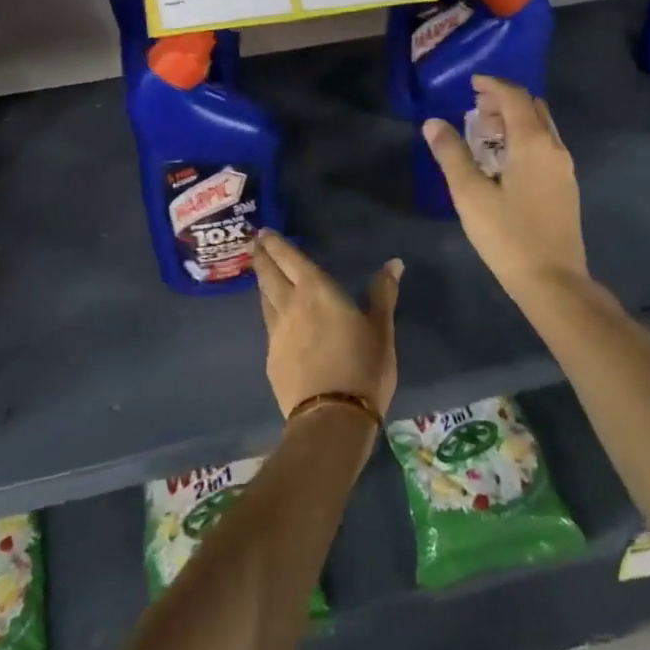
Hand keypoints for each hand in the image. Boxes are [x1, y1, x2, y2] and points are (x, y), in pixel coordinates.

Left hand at [252, 230, 398, 421]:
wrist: (332, 417)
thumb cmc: (363, 366)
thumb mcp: (381, 329)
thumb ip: (383, 293)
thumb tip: (394, 263)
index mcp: (317, 290)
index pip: (290, 258)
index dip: (276, 244)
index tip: (263, 232)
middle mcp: (290, 305)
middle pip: (269, 275)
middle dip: (261, 257)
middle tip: (255, 244)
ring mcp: (276, 333)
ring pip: (264, 299)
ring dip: (262, 283)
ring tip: (261, 274)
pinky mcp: (271, 358)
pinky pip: (268, 325)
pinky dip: (269, 312)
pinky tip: (274, 318)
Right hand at [422, 75, 588, 297]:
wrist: (554, 281)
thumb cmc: (508, 236)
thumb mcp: (470, 195)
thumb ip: (451, 154)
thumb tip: (433, 123)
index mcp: (532, 143)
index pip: (514, 97)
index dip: (493, 85)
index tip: (471, 83)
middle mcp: (554, 148)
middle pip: (532, 108)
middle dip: (504, 101)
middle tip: (475, 109)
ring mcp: (564, 169)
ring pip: (541, 128)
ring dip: (515, 121)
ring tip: (485, 133)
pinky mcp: (565, 188)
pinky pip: (545, 147)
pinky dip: (524, 139)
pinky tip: (504, 161)